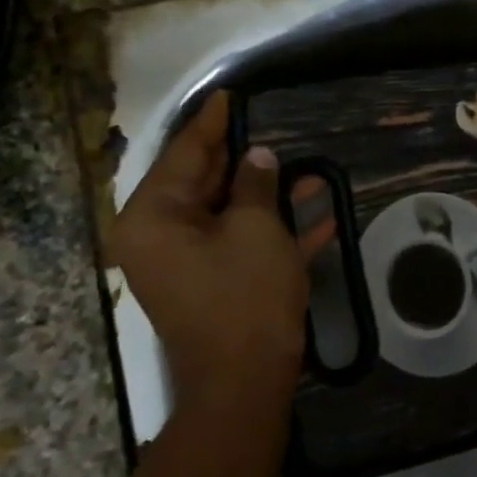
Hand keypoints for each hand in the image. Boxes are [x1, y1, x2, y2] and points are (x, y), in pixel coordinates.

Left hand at [110, 91, 331, 415]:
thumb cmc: (244, 296)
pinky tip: (322, 215)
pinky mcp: (215, 282)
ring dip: (271, 195)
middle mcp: (161, 236)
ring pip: (230, 213)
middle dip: (244, 158)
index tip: (230, 95)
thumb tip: (259, 155)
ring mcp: (188, 262)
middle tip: (269, 125)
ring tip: (310, 169)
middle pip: (205, 182)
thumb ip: (256, 184)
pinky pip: (243, 243)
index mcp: (154, 217)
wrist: (245, 381)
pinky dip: (276, 230)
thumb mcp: (256, 229)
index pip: (185, 155)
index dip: (212, 123)